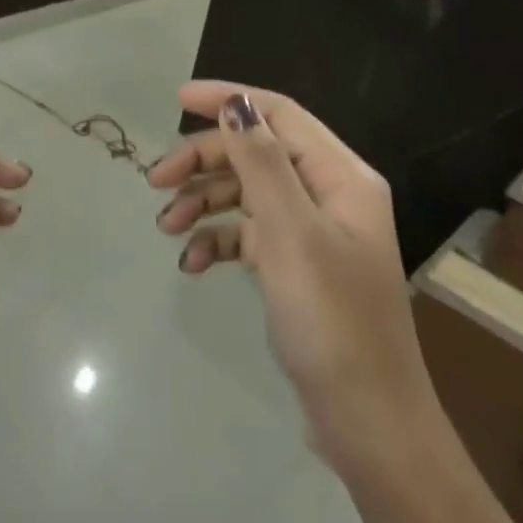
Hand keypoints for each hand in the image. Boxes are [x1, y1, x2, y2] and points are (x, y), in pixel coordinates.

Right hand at [148, 82, 431, 479]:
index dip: (228, 100)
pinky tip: (192, 264)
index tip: (176, 99)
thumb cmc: (331, 320)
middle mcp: (328, 194)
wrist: (367, 423)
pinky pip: (248, 235)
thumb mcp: (291, 233)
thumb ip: (262, 162)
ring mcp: (312, 232)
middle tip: (155, 181)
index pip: (278, 114)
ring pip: (247, 193)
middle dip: (204, 160)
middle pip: (256, 153)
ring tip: (166, 226)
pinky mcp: (295, 266)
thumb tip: (236, 103)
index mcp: (340, 176)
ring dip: (203, 202)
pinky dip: (217, 241)